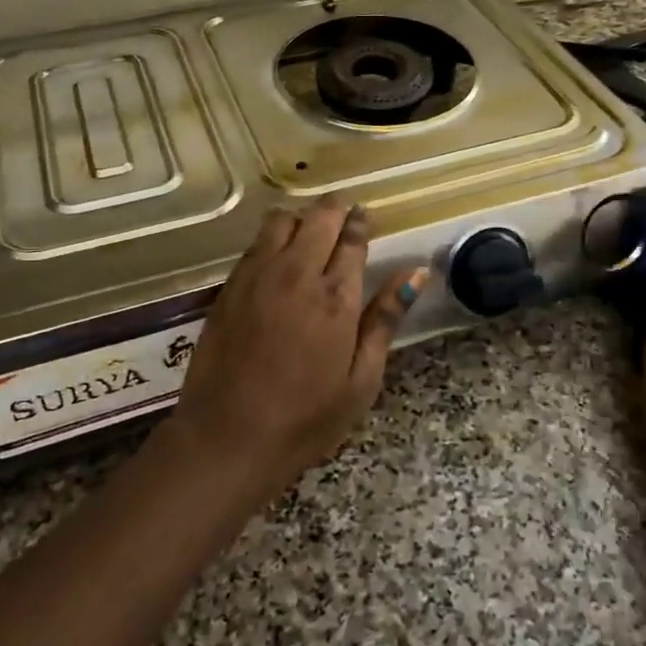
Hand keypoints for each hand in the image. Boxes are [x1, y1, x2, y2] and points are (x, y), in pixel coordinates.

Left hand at [166, 198, 429, 502]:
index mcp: (336, 296)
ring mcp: (257, 276)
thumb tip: (417, 272)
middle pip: (318, 218)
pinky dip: (272, 237)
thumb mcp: (361, 379)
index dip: (361, 222)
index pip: (352, 238)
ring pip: (281, 221)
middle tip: (344, 215)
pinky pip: (254, 243)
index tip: (365, 216)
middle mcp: (296, 273)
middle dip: (335, 209)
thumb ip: (386, 319)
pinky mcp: (229, 286)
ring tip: (310, 232)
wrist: (228, 436)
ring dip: (301, 218)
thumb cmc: (306, 418)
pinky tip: (278, 255)